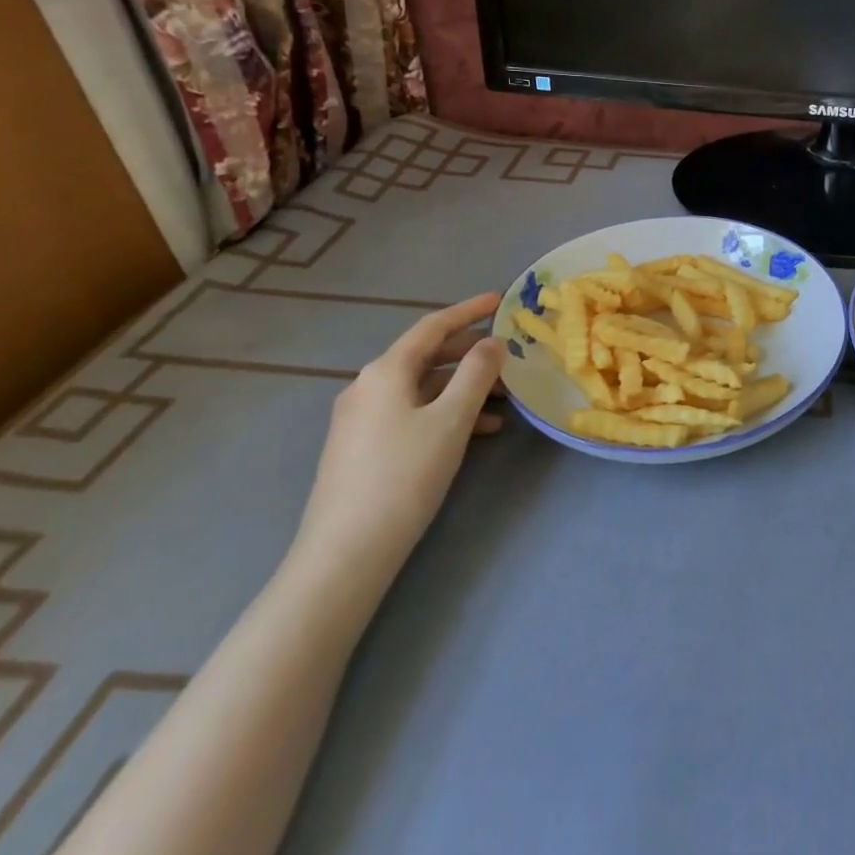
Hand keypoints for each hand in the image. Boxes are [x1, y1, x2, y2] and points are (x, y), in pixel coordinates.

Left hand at [292, 292, 507, 577]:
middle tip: (509, 355)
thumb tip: (492, 342)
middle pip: (427, 356)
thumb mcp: (452, 419)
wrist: (345, 553)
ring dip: (463, 388)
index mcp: (385, 371)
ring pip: (423, 387)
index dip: (469, 310)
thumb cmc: (404, 476)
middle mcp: (368, 386)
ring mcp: (361, 418)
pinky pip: (412, 412)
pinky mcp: (362, 447)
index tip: (500, 300)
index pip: (433, 326)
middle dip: (471, 354)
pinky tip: (477, 432)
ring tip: (505, 401)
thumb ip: (476, 373)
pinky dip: (446, 412)